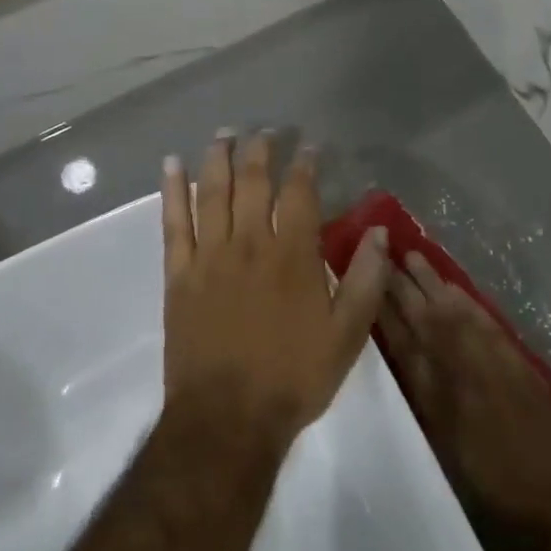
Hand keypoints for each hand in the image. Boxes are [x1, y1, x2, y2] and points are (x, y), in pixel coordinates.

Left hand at [160, 133, 390, 446]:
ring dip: (218, 158)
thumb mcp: (348, 335)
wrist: (227, 420)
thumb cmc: (293, 376)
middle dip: (260, 150)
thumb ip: (366, 280)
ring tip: (224, 132)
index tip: (309, 146)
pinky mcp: (179, 274)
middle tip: (264, 130)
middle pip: (253, 182)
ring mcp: (210, 256)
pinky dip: (171, 190)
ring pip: (212, 192)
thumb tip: (379, 232)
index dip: (305, 164)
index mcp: (292, 256)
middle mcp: (250, 244)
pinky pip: (173, 223)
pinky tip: (171, 164)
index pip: (299, 193)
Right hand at [378, 253, 550, 544]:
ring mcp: (489, 359)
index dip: (384, 314)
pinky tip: (453, 287)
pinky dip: (465, 299)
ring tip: (412, 257)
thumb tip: (409, 365)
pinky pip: (482, 317)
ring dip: (431, 283)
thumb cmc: (499, 488)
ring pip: (452, 310)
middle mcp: (459, 369)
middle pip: (426, 318)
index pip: (403, 343)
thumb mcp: (450, 452)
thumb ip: (429, 404)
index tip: (367, 284)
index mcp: (437, 396)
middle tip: (384, 256)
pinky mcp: (515, 358)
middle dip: (402, 287)